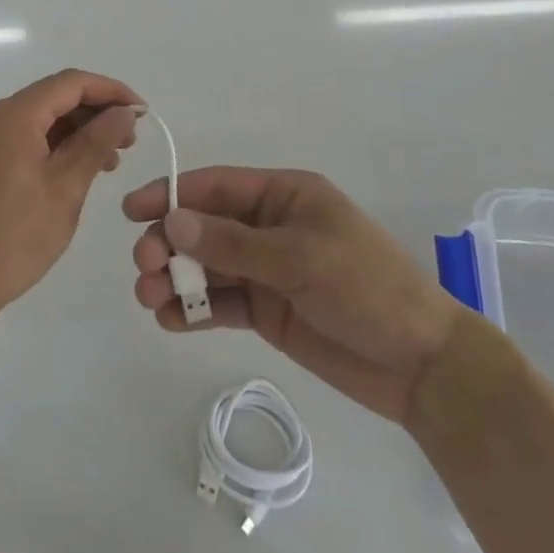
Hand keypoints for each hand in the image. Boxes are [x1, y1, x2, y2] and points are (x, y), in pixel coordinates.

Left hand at [0, 69, 141, 323]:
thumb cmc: (15, 236)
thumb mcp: (66, 188)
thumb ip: (96, 143)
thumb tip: (124, 112)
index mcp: (14, 115)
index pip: (70, 83)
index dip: (110, 90)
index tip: (142, 113)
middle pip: (54, 97)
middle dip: (96, 112)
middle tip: (130, 141)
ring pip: (41, 118)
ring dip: (77, 131)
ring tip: (111, 160)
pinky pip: (25, 137)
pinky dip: (55, 145)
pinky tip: (79, 168)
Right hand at [125, 167, 468, 422]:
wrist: (422, 366)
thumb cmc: (365, 288)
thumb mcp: (299, 257)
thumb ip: (232, 242)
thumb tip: (172, 222)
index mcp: (283, 196)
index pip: (216, 187)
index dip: (171, 194)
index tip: (132, 211)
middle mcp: (269, 227)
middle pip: (204, 226)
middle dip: (170, 242)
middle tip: (145, 267)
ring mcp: (267, 270)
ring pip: (207, 266)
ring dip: (176, 278)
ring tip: (150, 298)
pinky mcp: (267, 311)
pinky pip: (221, 303)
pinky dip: (194, 309)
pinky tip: (171, 320)